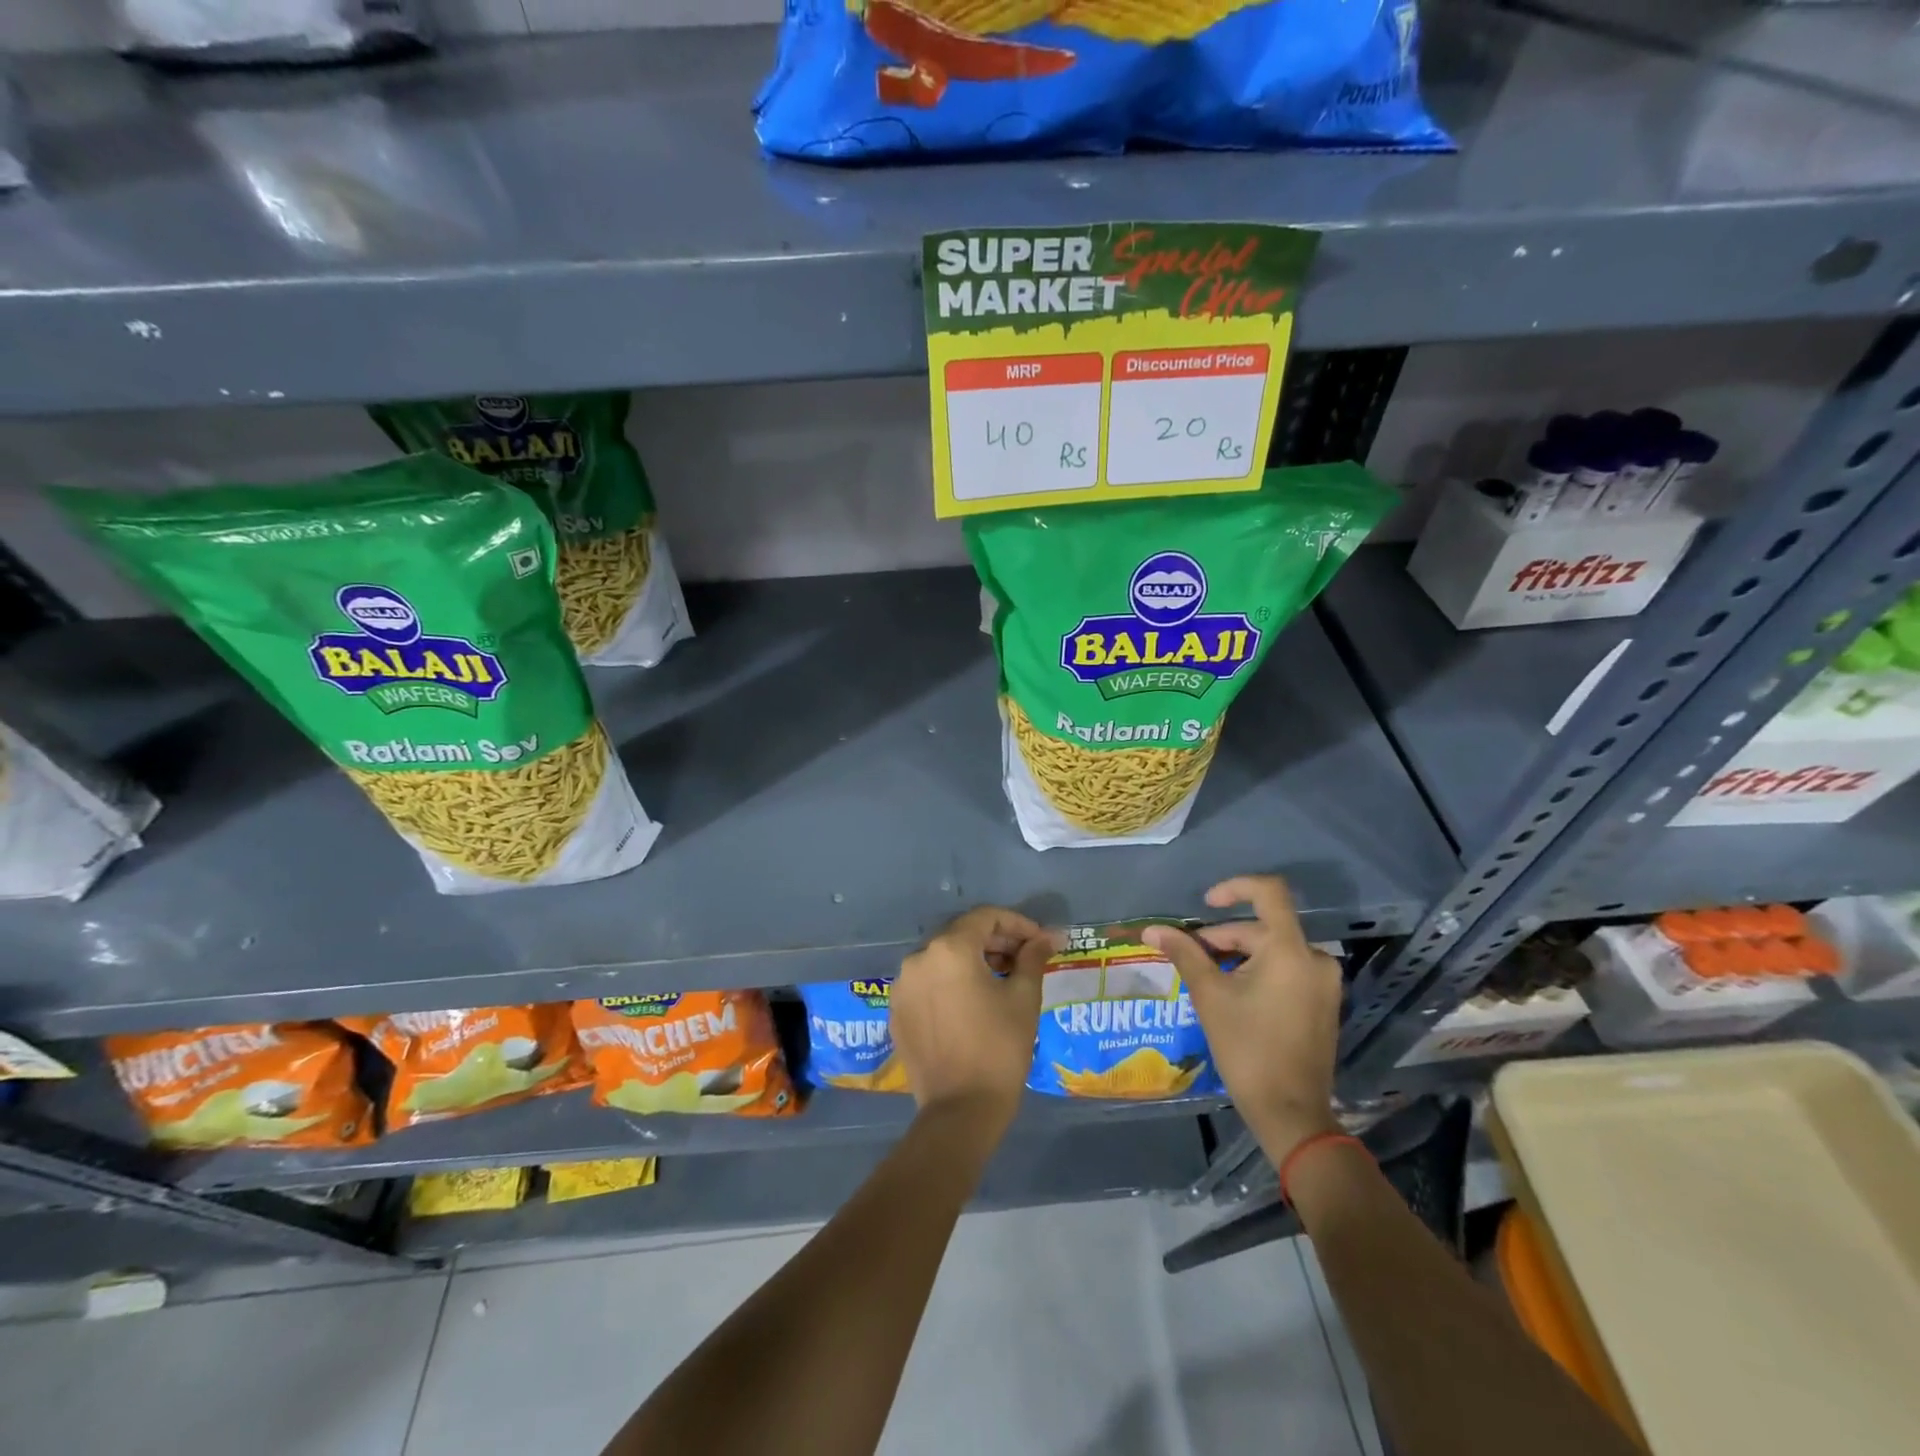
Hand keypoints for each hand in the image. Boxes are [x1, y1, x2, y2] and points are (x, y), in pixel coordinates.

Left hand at [891, 907, 1054, 1128]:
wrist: (960, 1110)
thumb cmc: (999, 1048)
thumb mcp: (1024, 998)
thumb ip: (1033, 958)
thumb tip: (1049, 936)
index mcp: (950, 949)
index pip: (986, 918)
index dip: (1017, 924)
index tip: (1039, 941)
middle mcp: (918, 958)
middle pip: (962, 935)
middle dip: (996, 941)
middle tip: (1025, 959)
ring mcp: (902, 985)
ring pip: (942, 958)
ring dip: (973, 961)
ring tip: (1002, 980)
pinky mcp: (897, 1011)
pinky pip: (927, 983)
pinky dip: (950, 982)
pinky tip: (972, 1003)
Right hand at [1142, 876, 1341, 1158]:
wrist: (1291, 1113)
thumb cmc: (1247, 1048)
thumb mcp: (1209, 995)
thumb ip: (1184, 953)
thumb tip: (1151, 929)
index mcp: (1290, 950)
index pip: (1269, 892)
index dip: (1234, 888)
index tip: (1205, 904)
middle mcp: (1315, 958)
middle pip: (1263, 928)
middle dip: (1223, 937)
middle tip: (1190, 958)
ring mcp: (1324, 982)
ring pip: (1273, 950)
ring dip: (1237, 956)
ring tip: (1207, 980)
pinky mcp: (1323, 1003)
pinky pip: (1287, 970)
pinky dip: (1257, 972)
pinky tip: (1233, 995)